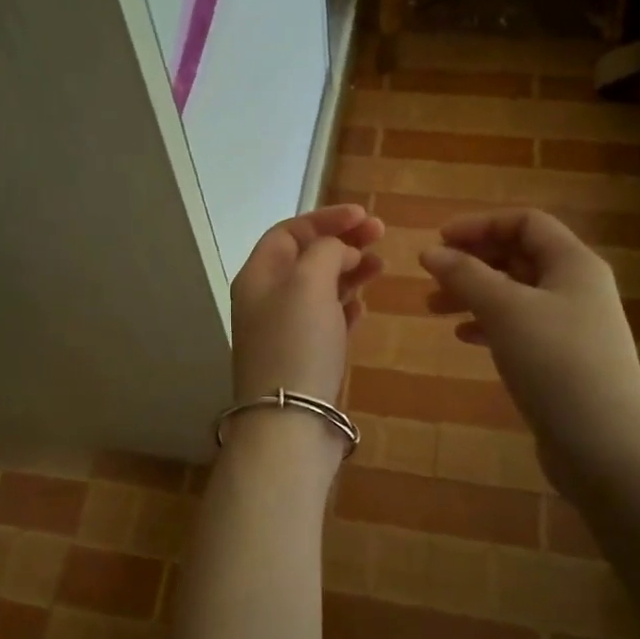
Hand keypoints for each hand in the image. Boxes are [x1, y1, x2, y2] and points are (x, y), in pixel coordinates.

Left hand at [231, 204, 384, 404]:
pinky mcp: (303, 358)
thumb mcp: (309, 283)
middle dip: (342, 243)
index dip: (326, 219)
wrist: (290, 423)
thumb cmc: (297, 344)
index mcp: (258, 276)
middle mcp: (266, 300)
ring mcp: (284, 331)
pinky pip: (325, 321)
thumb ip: (326, 252)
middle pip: (305, 258)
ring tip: (381, 267)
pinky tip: (363, 307)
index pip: (289, 232)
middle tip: (381, 236)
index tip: (364, 216)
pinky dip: (344, 307)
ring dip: (348, 273)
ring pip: (318, 289)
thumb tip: (339, 251)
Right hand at [419, 209, 639, 479]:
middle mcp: (576, 287)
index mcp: (573, 263)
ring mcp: (571, 326)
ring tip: (433, 308)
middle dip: (472, 261)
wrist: (607, 448)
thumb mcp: (505, 310)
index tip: (439, 241)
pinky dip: (488, 324)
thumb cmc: (556, 364)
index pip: (525, 222)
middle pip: (518, 256)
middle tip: (431, 276)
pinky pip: (519, 326)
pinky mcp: (562, 360)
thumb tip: (431, 252)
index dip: (480, 225)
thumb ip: (465, 276)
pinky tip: (463, 337)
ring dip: (473, 293)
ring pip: (514, 293)